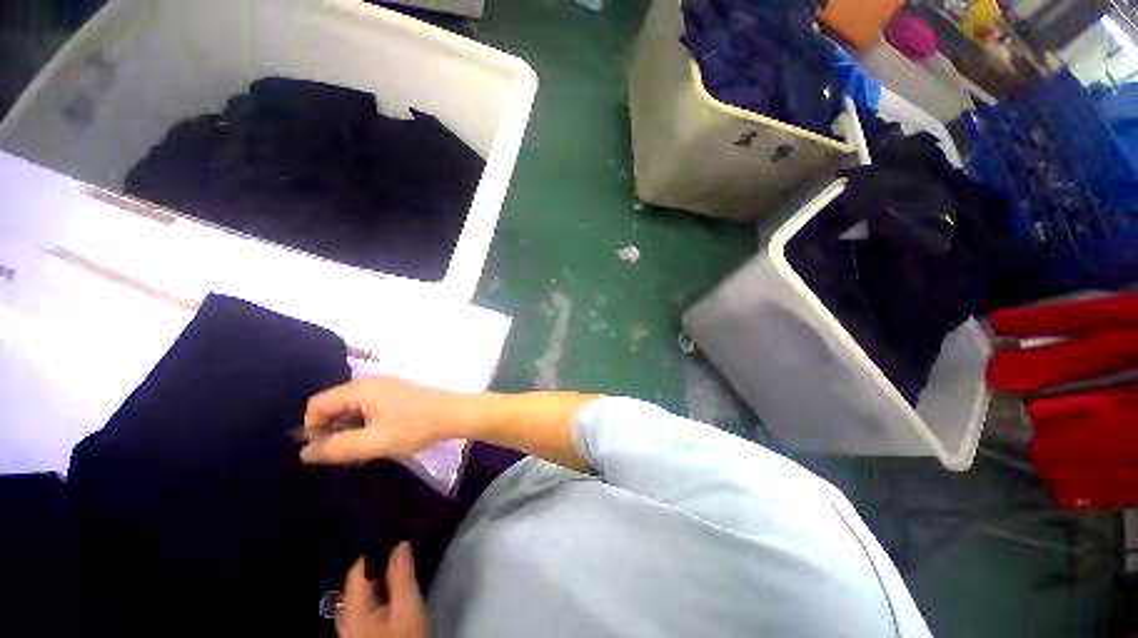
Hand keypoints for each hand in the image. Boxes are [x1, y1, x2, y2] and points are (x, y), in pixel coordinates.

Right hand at [300, 376, 462, 464]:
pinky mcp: (398, 393)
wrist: (454, 414)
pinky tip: (375, 438)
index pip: (317, 405)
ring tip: (359, 448)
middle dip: (331, 429)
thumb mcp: (372, 442)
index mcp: (360, 389)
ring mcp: (386, 386)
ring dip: (349, 428)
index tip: (322, 452)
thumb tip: (304, 453)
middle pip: (334, 404)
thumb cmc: (413, 426)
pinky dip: (365, 422)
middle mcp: (370, 382)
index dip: (311, 429)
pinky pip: (369, 406)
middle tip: (341, 453)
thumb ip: (336, 448)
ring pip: (353, 407)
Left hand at [337, 542, 425, 637]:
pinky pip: (363, 599)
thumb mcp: (407, 610)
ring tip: (399, 559)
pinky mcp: (357, 629)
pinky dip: (377, 587)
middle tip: (402, 545)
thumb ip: (401, 577)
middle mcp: (344, 614)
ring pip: (360, 589)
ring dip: (378, 574)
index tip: (397, 534)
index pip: (358, 567)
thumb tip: (401, 543)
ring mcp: (349, 624)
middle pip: (357, 578)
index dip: (377, 549)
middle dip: (378, 560)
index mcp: (351, 608)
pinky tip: (391, 583)